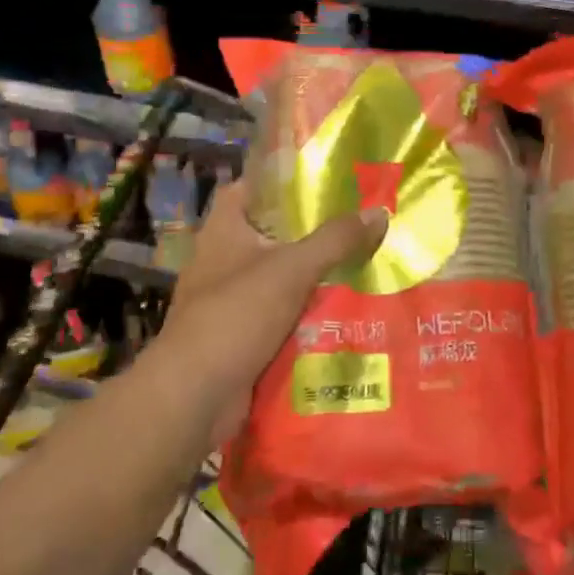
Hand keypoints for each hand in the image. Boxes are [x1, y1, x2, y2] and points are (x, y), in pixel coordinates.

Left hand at [154, 181, 387, 442]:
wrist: (194, 397)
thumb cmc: (236, 315)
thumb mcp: (292, 268)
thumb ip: (336, 239)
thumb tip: (379, 211)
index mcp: (224, 230)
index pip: (249, 187)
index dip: (282, 178)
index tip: (322, 177)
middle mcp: (222, 259)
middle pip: (271, 233)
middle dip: (311, 230)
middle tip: (356, 222)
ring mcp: (228, 300)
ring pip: (279, 277)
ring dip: (312, 275)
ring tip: (362, 262)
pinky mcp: (238, 336)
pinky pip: (279, 315)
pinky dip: (305, 313)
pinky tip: (343, 310)